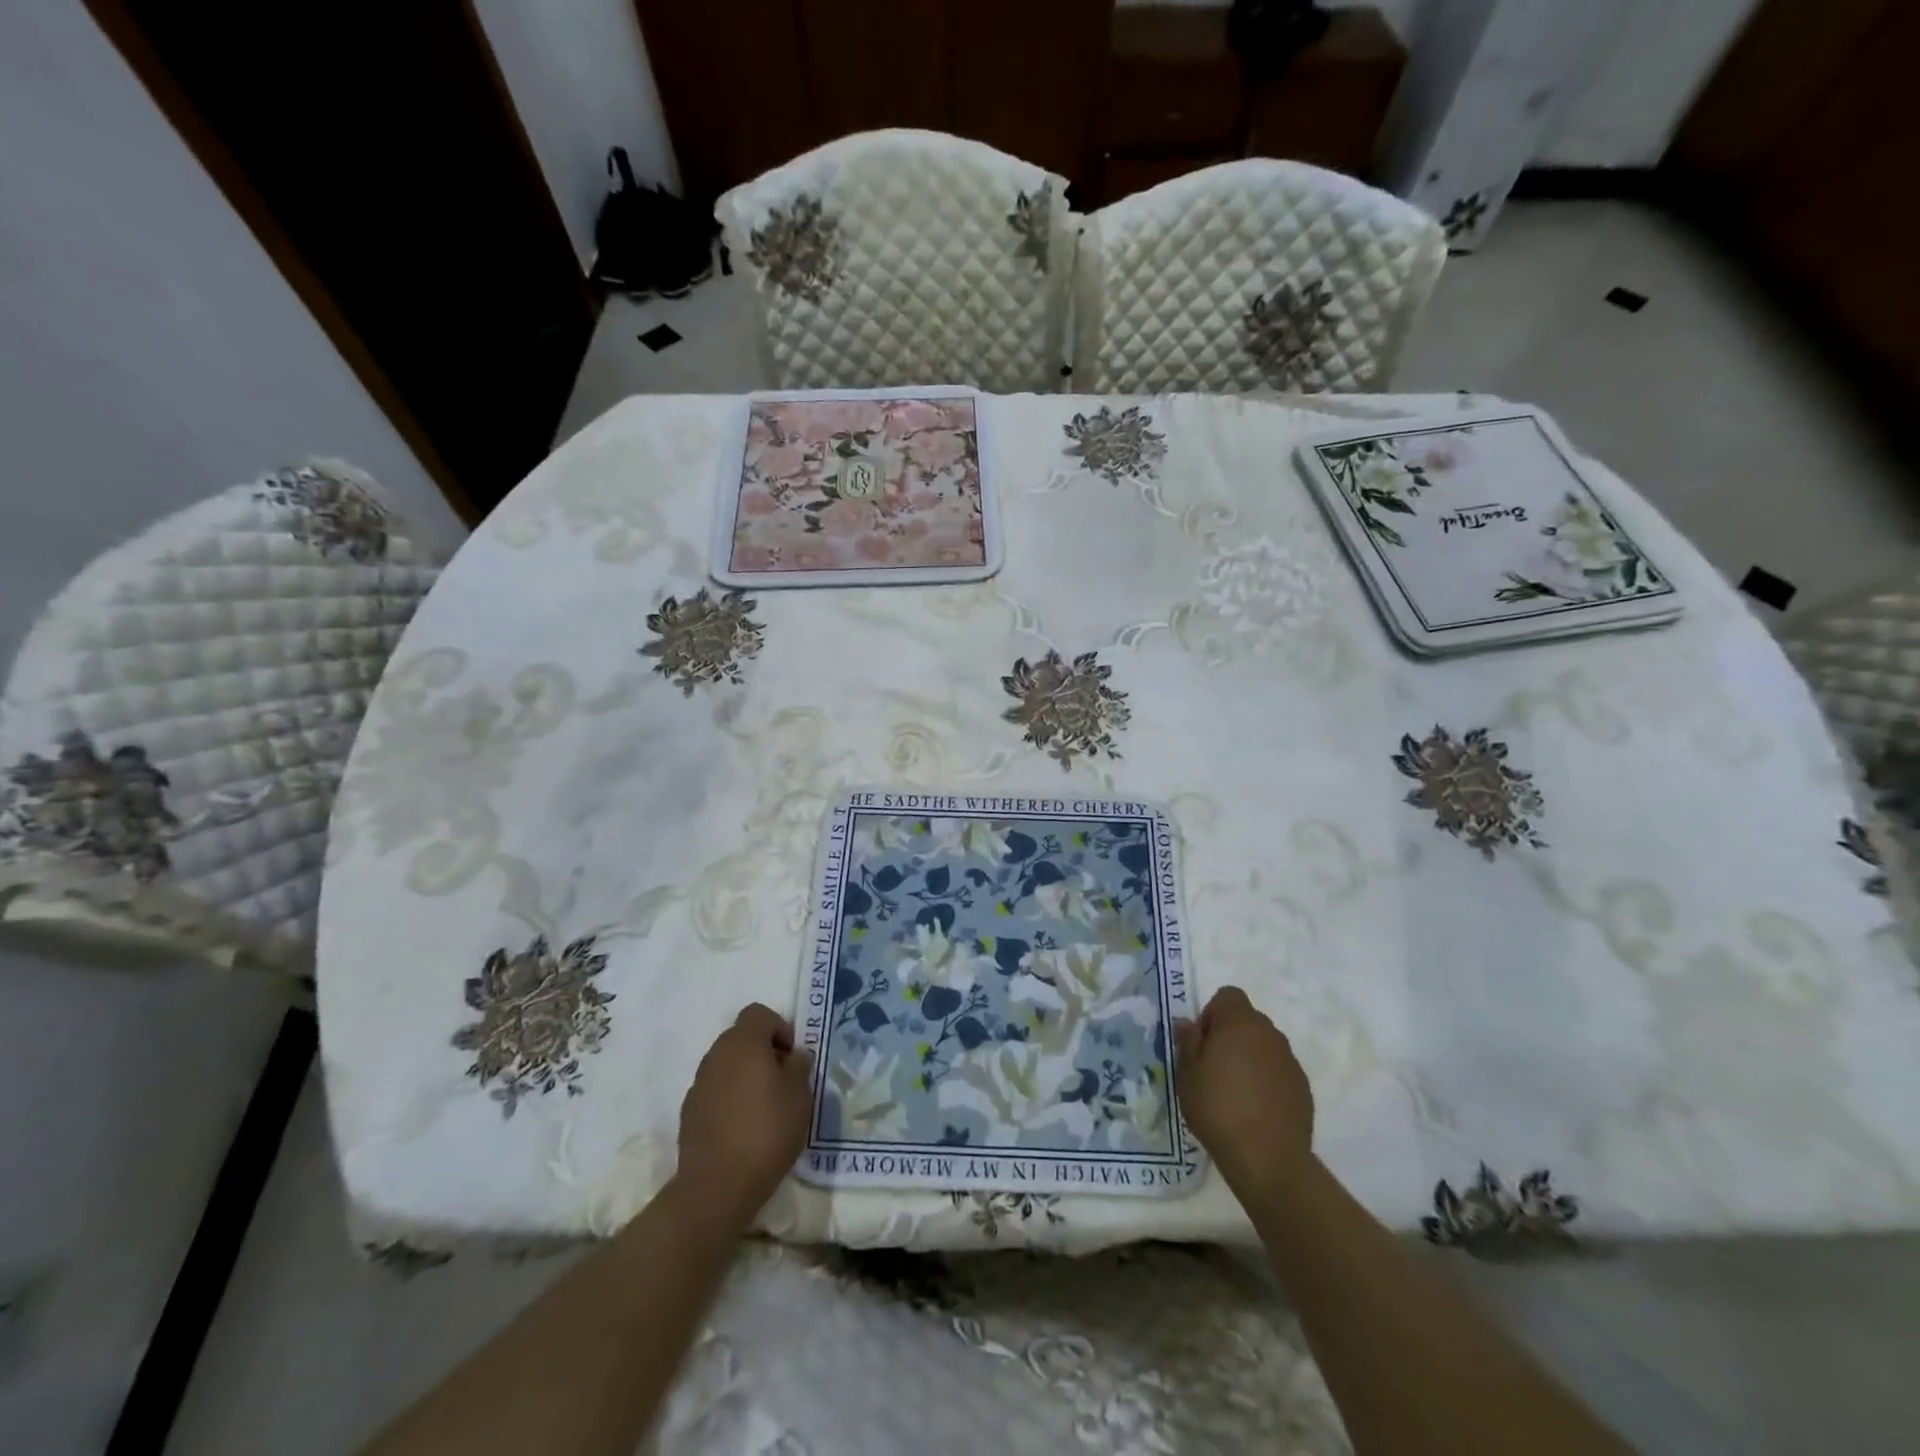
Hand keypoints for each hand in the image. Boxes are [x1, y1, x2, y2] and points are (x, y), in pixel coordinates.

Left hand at [675, 1003, 814, 1230]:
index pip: (758, 1014)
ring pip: (726, 1064)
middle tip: (782, 1081)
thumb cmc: (766, 1132)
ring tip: (763, 1106)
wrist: (717, 1186)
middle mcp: (716, 1054)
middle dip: (762, 1051)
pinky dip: (729, 1096)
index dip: (778, 1028)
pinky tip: (742, 1126)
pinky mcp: (688, 1111)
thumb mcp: (799, 1097)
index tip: (791, 1057)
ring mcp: (698, 1083)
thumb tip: (795, 1056)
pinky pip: (714, 1089)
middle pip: (741, 1037)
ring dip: (745, 1074)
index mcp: (743, 1043)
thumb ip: (799, 1067)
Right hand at [1175, 986, 1314, 1198]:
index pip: (1228, 995)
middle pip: (1247, 1020)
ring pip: (1264, 1046)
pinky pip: (1278, 1071)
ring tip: (1234, 1092)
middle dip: (1230, 1035)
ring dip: (1249, 1057)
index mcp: (1240, 1023)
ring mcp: (1290, 1061)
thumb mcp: (1187, 1073)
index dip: (1212, 1013)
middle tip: (1213, 1068)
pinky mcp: (1303, 1088)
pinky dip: (1266, 1080)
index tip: (1202, 1043)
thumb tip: (1187, 1023)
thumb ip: (1187, 1041)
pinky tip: (1255, 1109)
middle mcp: (1270, 1034)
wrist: (1268, 1159)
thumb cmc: (1218, 1108)